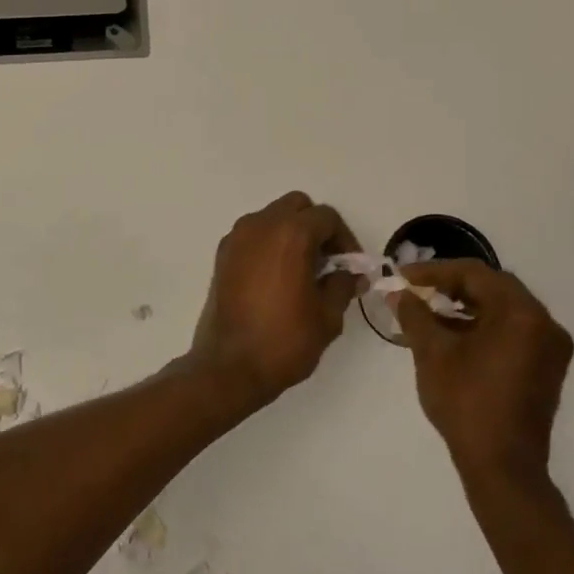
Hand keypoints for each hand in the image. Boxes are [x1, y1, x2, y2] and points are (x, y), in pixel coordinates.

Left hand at [186, 192, 362, 407]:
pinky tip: (276, 277)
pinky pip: (252, 235)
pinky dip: (268, 244)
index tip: (350, 266)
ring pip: (272, 217)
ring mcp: (236, 238)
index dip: (344, 239)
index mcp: (290, 234)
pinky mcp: (222, 255)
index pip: (326, 217)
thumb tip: (351, 275)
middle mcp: (260, 225)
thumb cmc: (284, 340)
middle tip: (327, 261)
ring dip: (290, 233)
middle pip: (296, 206)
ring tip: (302, 270)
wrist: (229, 367)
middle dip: (316, 227)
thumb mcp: (327, 316)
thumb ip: (342, 286)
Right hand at [394, 261, 573, 483]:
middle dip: (451, 285)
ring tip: (428, 311)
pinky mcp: (545, 368)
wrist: (502, 467)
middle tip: (417, 289)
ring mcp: (549, 348)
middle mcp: (544, 324)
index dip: (434, 272)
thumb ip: (414, 314)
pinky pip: (512, 331)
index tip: (403, 276)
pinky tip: (452, 334)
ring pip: (503, 310)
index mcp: (521, 314)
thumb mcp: (432, 353)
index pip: (474, 274)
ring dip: (466, 306)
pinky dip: (483, 326)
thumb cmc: (466, 402)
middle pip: (493, 288)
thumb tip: (398, 293)